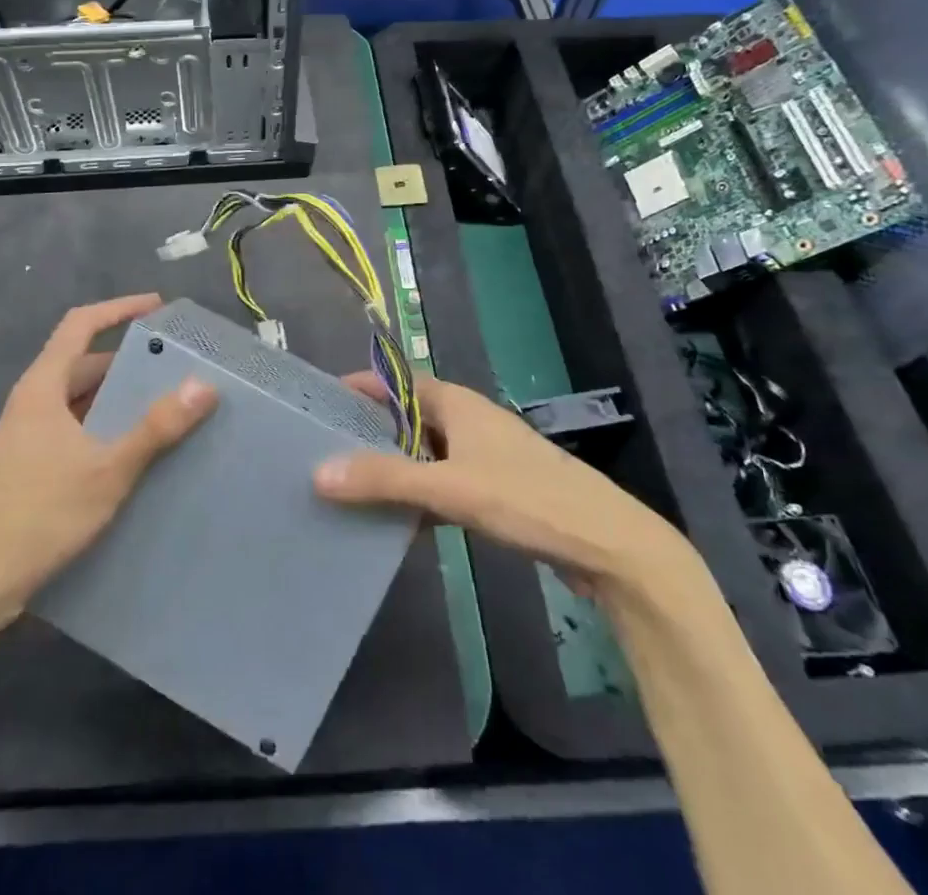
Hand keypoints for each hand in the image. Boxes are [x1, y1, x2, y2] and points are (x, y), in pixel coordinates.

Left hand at [0, 294, 216, 619]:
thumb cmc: (41, 514)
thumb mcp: (108, 469)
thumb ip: (156, 427)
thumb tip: (204, 385)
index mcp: (42, 386)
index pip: (80, 324)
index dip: (118, 309)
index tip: (157, 306)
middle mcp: (32, 401)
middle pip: (82, 362)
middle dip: (127, 358)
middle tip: (173, 363)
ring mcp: (27, 434)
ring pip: (78, 397)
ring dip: (116, 394)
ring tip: (163, 402)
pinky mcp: (29, 463)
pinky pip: (74, 425)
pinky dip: (104, 423)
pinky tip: (132, 447)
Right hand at [314, 373, 691, 599]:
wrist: (610, 546)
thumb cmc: (528, 499)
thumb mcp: (450, 488)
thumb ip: (385, 480)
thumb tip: (317, 472)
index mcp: (457, 403)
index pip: (396, 381)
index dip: (359, 387)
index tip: (318, 405)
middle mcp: (468, 421)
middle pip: (407, 418)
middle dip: (369, 432)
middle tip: (323, 452)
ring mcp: (484, 456)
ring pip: (425, 454)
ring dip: (394, 468)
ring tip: (349, 489)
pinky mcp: (497, 490)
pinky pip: (443, 483)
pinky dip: (420, 496)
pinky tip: (399, 524)